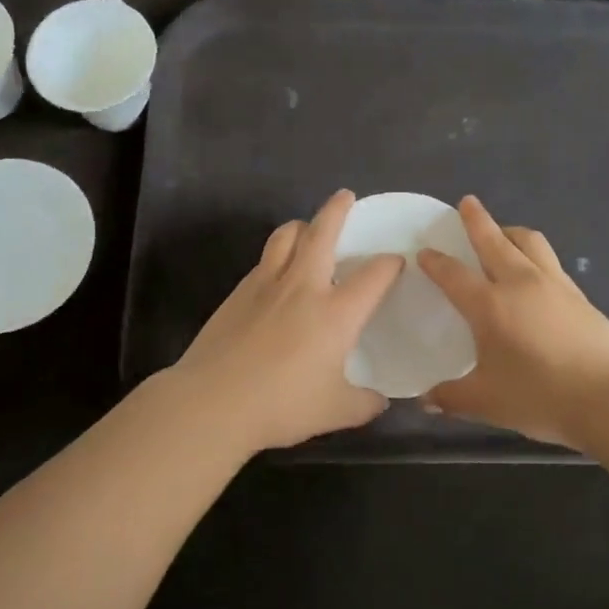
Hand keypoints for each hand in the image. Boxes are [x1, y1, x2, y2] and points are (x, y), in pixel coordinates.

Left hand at [168, 190, 403, 453]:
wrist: (212, 402)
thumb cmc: (281, 405)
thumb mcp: (335, 411)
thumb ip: (364, 403)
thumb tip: (380, 401)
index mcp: (336, 312)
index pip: (374, 275)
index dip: (390, 264)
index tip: (395, 262)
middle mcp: (303, 286)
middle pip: (322, 232)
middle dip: (337, 210)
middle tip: (345, 196)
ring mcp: (266, 284)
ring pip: (286, 236)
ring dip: (302, 225)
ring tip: (307, 228)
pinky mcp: (238, 292)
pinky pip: (264, 260)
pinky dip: (277, 254)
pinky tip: (277, 273)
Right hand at [417, 196, 608, 449]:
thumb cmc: (541, 397)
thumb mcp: (487, 403)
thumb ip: (452, 398)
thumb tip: (425, 400)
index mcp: (490, 305)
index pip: (454, 274)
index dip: (436, 262)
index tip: (424, 252)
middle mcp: (520, 283)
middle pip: (494, 240)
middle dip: (477, 220)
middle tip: (467, 203)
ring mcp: (554, 284)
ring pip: (529, 242)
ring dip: (510, 231)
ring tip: (502, 232)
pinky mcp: (579, 295)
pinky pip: (550, 261)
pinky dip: (534, 254)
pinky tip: (534, 271)